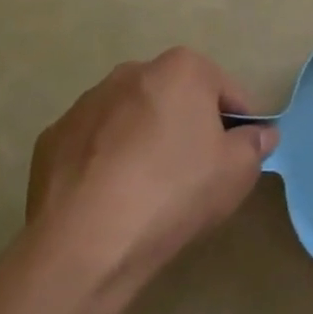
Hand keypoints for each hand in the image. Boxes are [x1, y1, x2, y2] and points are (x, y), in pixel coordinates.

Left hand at [25, 47, 277, 291]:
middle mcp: (132, 72)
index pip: (226, 92)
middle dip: (188, 126)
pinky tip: (110, 198)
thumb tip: (260, 134)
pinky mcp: (52, 138)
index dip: (239, 124)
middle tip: (196, 172)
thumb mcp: (238, 172)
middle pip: (176, 98)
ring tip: (149, 189)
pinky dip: (106, 161)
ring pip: (132, 118)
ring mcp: (86, 103)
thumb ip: (255, 144)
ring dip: (145, 140)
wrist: (85, 244)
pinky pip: (95, 144)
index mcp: (181, 69)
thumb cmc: (175, 193)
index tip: (239, 155)